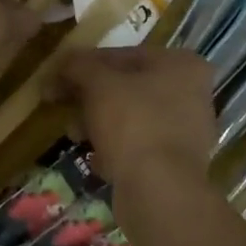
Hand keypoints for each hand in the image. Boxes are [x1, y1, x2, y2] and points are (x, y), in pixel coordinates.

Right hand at [55, 46, 216, 190]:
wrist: (159, 190)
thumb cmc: (133, 124)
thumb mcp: (99, 85)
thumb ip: (78, 66)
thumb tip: (60, 62)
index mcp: (181, 65)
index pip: (121, 55)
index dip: (82, 66)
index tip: (54, 80)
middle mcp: (191, 93)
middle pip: (126, 87)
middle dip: (88, 98)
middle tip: (60, 107)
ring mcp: (186, 130)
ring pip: (130, 118)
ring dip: (97, 124)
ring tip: (75, 136)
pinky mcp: (175, 162)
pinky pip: (137, 146)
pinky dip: (115, 149)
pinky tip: (98, 160)